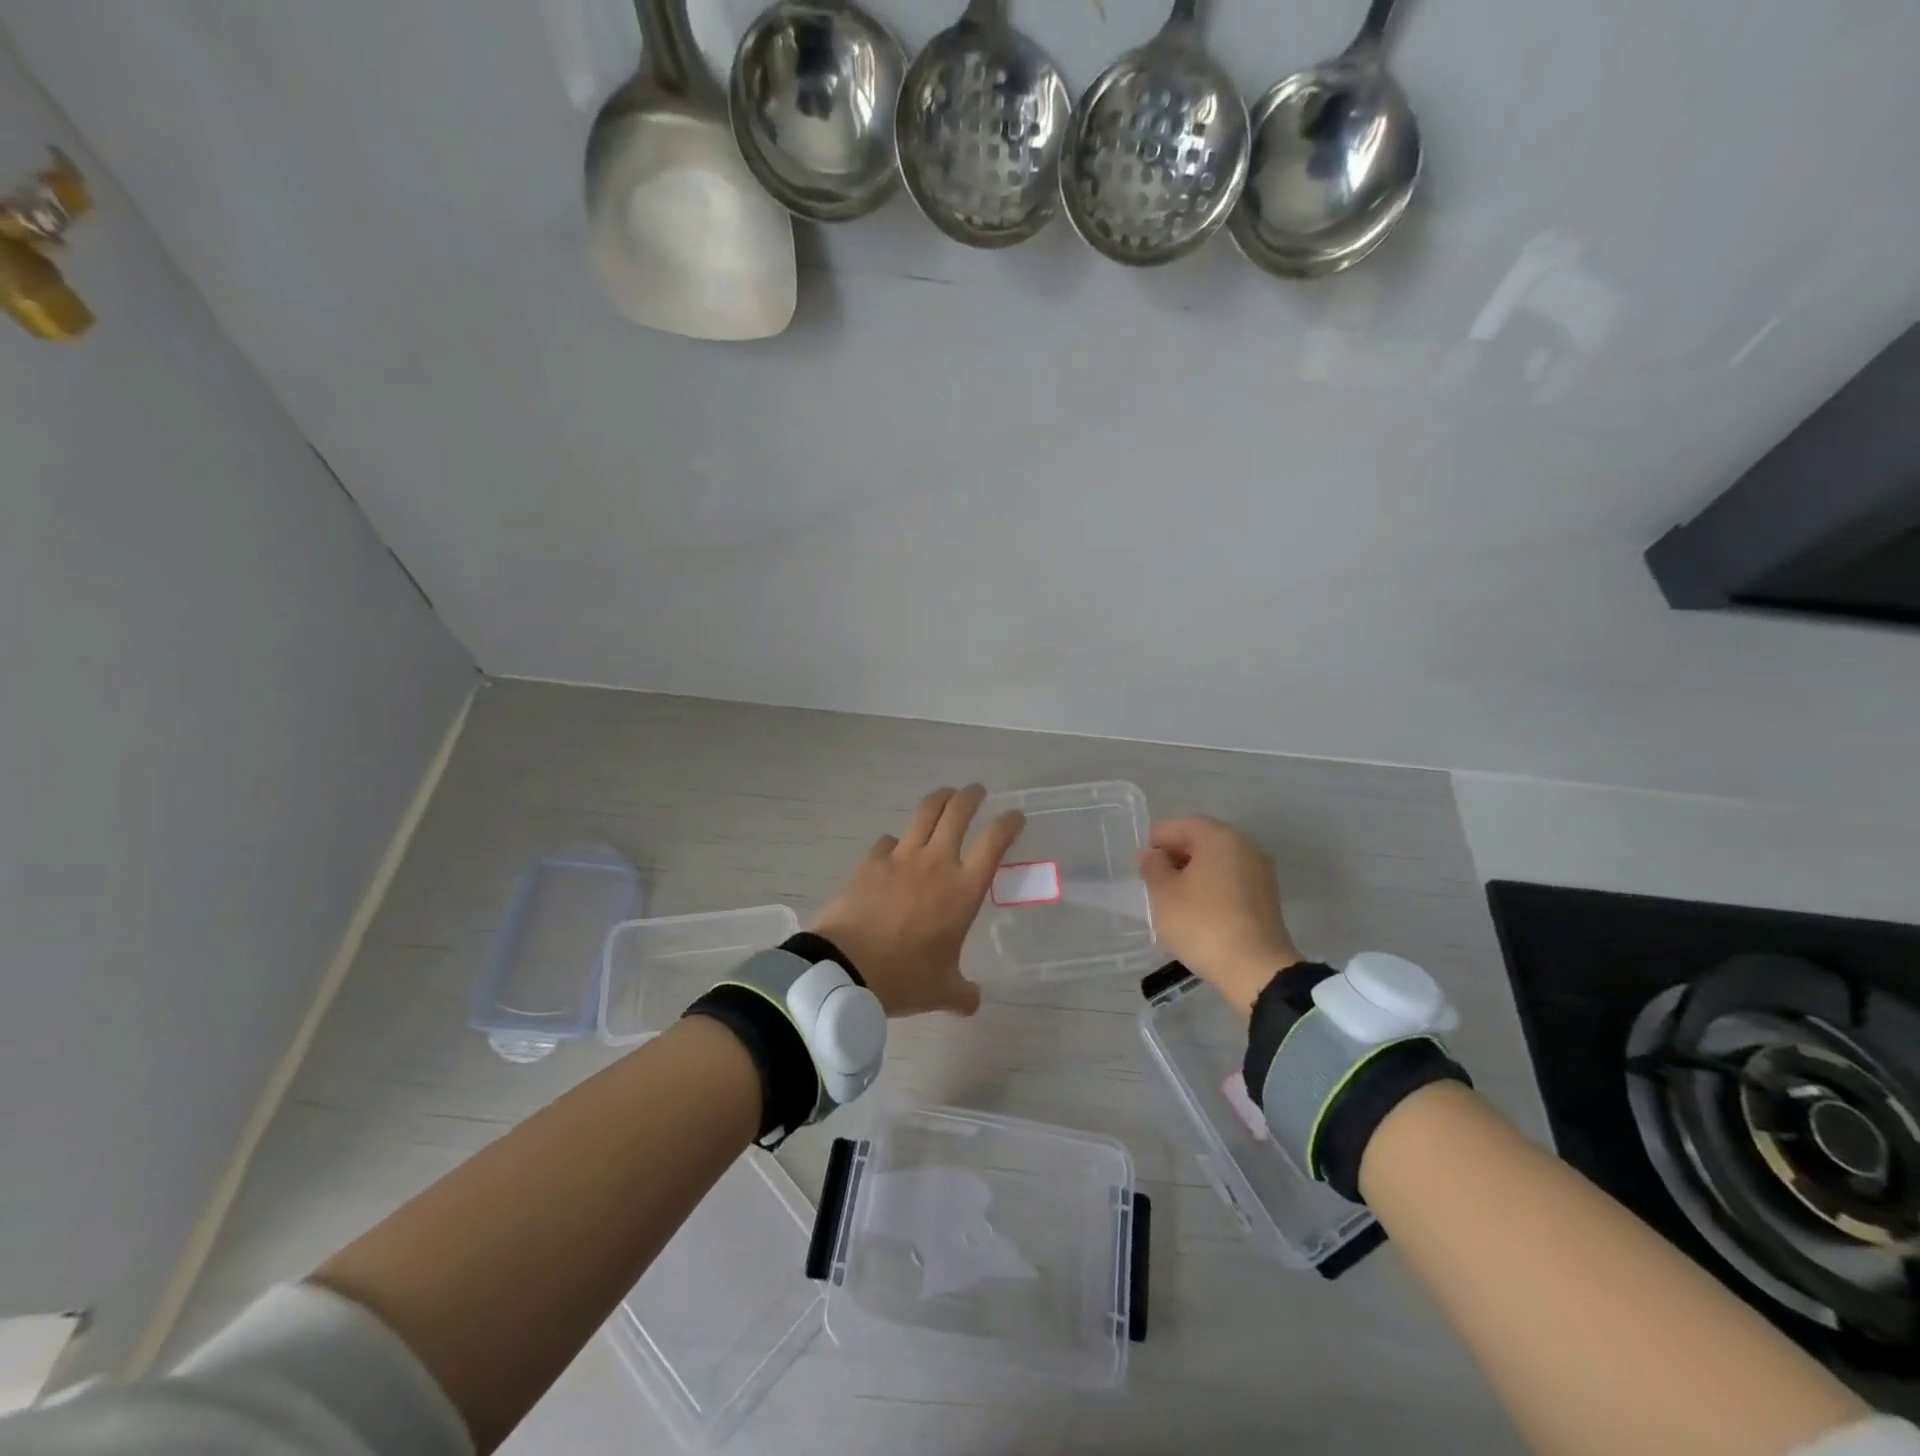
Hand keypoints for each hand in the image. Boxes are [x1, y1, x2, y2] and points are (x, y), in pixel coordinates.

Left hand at [812, 785, 1024, 1017]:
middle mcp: (936, 863)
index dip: (1008, 823)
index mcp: (963, 889)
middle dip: (971, 796)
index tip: (1015, 816)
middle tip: (977, 792)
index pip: (994, 842)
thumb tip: (973, 1001)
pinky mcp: (870, 861)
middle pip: (958, 812)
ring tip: (944, 797)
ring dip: (939, 800)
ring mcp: (900, 858)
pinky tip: (894, 849)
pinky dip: (896, 841)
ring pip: (924, 813)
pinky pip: (888, 841)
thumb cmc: (904, 978)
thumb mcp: (942, 992)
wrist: (846, 968)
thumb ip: (963, 993)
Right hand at [1138, 816, 1301, 1014]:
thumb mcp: (1164, 894)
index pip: (1184, 824)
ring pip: (1219, 860)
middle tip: (1153, 874)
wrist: (1255, 969)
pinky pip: (1232, 878)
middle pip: (1204, 839)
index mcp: (1220, 838)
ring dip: (1194, 869)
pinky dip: (1212, 884)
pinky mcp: (1266, 897)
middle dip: (1177, 852)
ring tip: (1171, 892)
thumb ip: (1153, 867)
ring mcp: (1260, 872)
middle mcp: (1245, 847)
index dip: (1159, 836)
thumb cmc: (1202, 923)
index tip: (1143, 856)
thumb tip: (1151, 855)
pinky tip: (1195, 905)